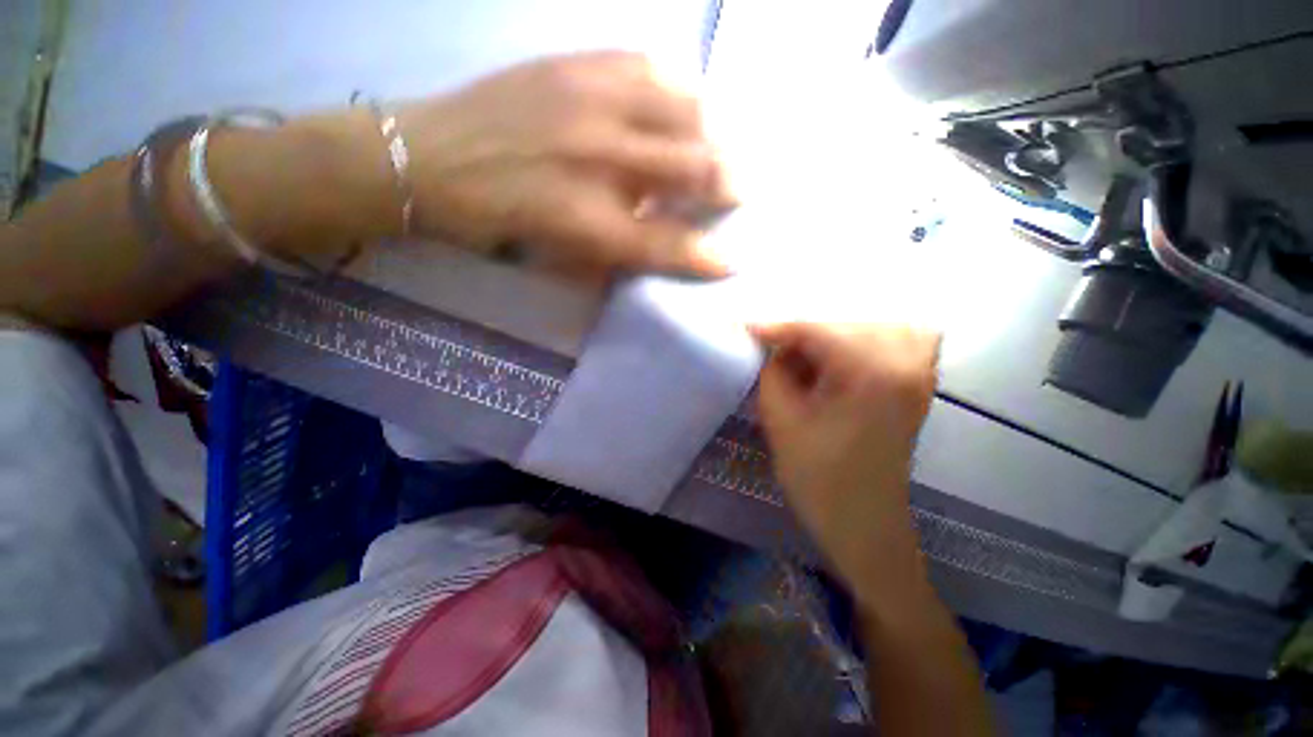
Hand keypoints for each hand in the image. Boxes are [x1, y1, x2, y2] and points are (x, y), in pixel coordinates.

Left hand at [398, 51, 733, 278]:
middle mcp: (599, 161)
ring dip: (711, 132)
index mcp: (588, 221)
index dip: (703, 257)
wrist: (427, 158)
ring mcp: (588, 102)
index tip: (731, 261)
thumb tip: (656, 248)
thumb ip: (611, 255)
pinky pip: (646, 65)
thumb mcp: (554, 257)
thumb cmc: (493, 223)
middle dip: (727, 182)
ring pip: (681, 110)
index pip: (666, 245)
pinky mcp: (572, 65)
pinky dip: (676, 86)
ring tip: (718, 144)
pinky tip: (685, 98)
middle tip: (743, 189)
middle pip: (689, 169)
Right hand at [751, 322, 940, 596]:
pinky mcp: (918, 385)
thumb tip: (774, 346)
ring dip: (836, 334)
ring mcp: (919, 372)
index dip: (777, 327)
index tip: (746, 328)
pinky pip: (903, 339)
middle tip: (776, 353)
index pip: (817, 329)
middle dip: (804, 333)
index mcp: (871, 373)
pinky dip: (871, 338)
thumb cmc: (819, 479)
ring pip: (875, 324)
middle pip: (845, 322)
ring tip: (809, 357)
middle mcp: (905, 363)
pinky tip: (847, 357)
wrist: (865, 525)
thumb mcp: (780, 421)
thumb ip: (773, 372)